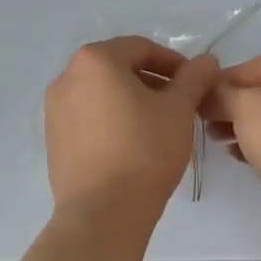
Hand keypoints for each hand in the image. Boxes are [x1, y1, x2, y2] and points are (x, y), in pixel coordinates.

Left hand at [44, 37, 219, 217]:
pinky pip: (87, 116)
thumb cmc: (144, 150)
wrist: (103, 212)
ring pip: (102, 93)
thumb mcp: (179, 110)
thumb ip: (193, 79)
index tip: (194, 84)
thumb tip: (206, 61)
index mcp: (95, 60)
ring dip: (132, 100)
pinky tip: (132, 144)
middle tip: (180, 104)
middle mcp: (67, 77)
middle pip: (118, 68)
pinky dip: (111, 119)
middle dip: (152, 81)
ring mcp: (55, 109)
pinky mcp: (53, 139)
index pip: (141, 48)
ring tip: (158, 125)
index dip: (173, 63)